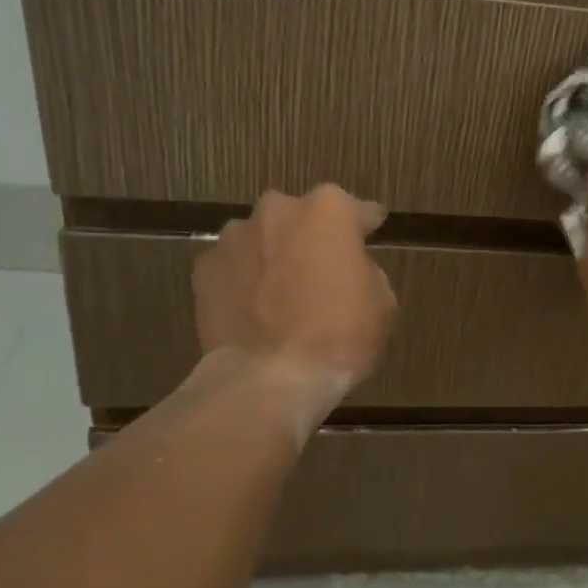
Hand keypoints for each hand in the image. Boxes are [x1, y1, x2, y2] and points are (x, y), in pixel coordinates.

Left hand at [195, 186, 397, 395]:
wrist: (271, 378)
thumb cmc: (339, 337)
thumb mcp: (382, 304)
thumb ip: (365, 271)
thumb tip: (347, 270)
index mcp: (328, 210)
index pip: (357, 210)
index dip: (365, 224)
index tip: (371, 231)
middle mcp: (278, 209)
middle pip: (301, 218)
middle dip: (311, 239)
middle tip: (321, 273)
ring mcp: (234, 237)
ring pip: (263, 239)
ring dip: (273, 256)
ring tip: (281, 295)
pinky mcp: (204, 269)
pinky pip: (233, 267)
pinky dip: (243, 281)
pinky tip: (252, 310)